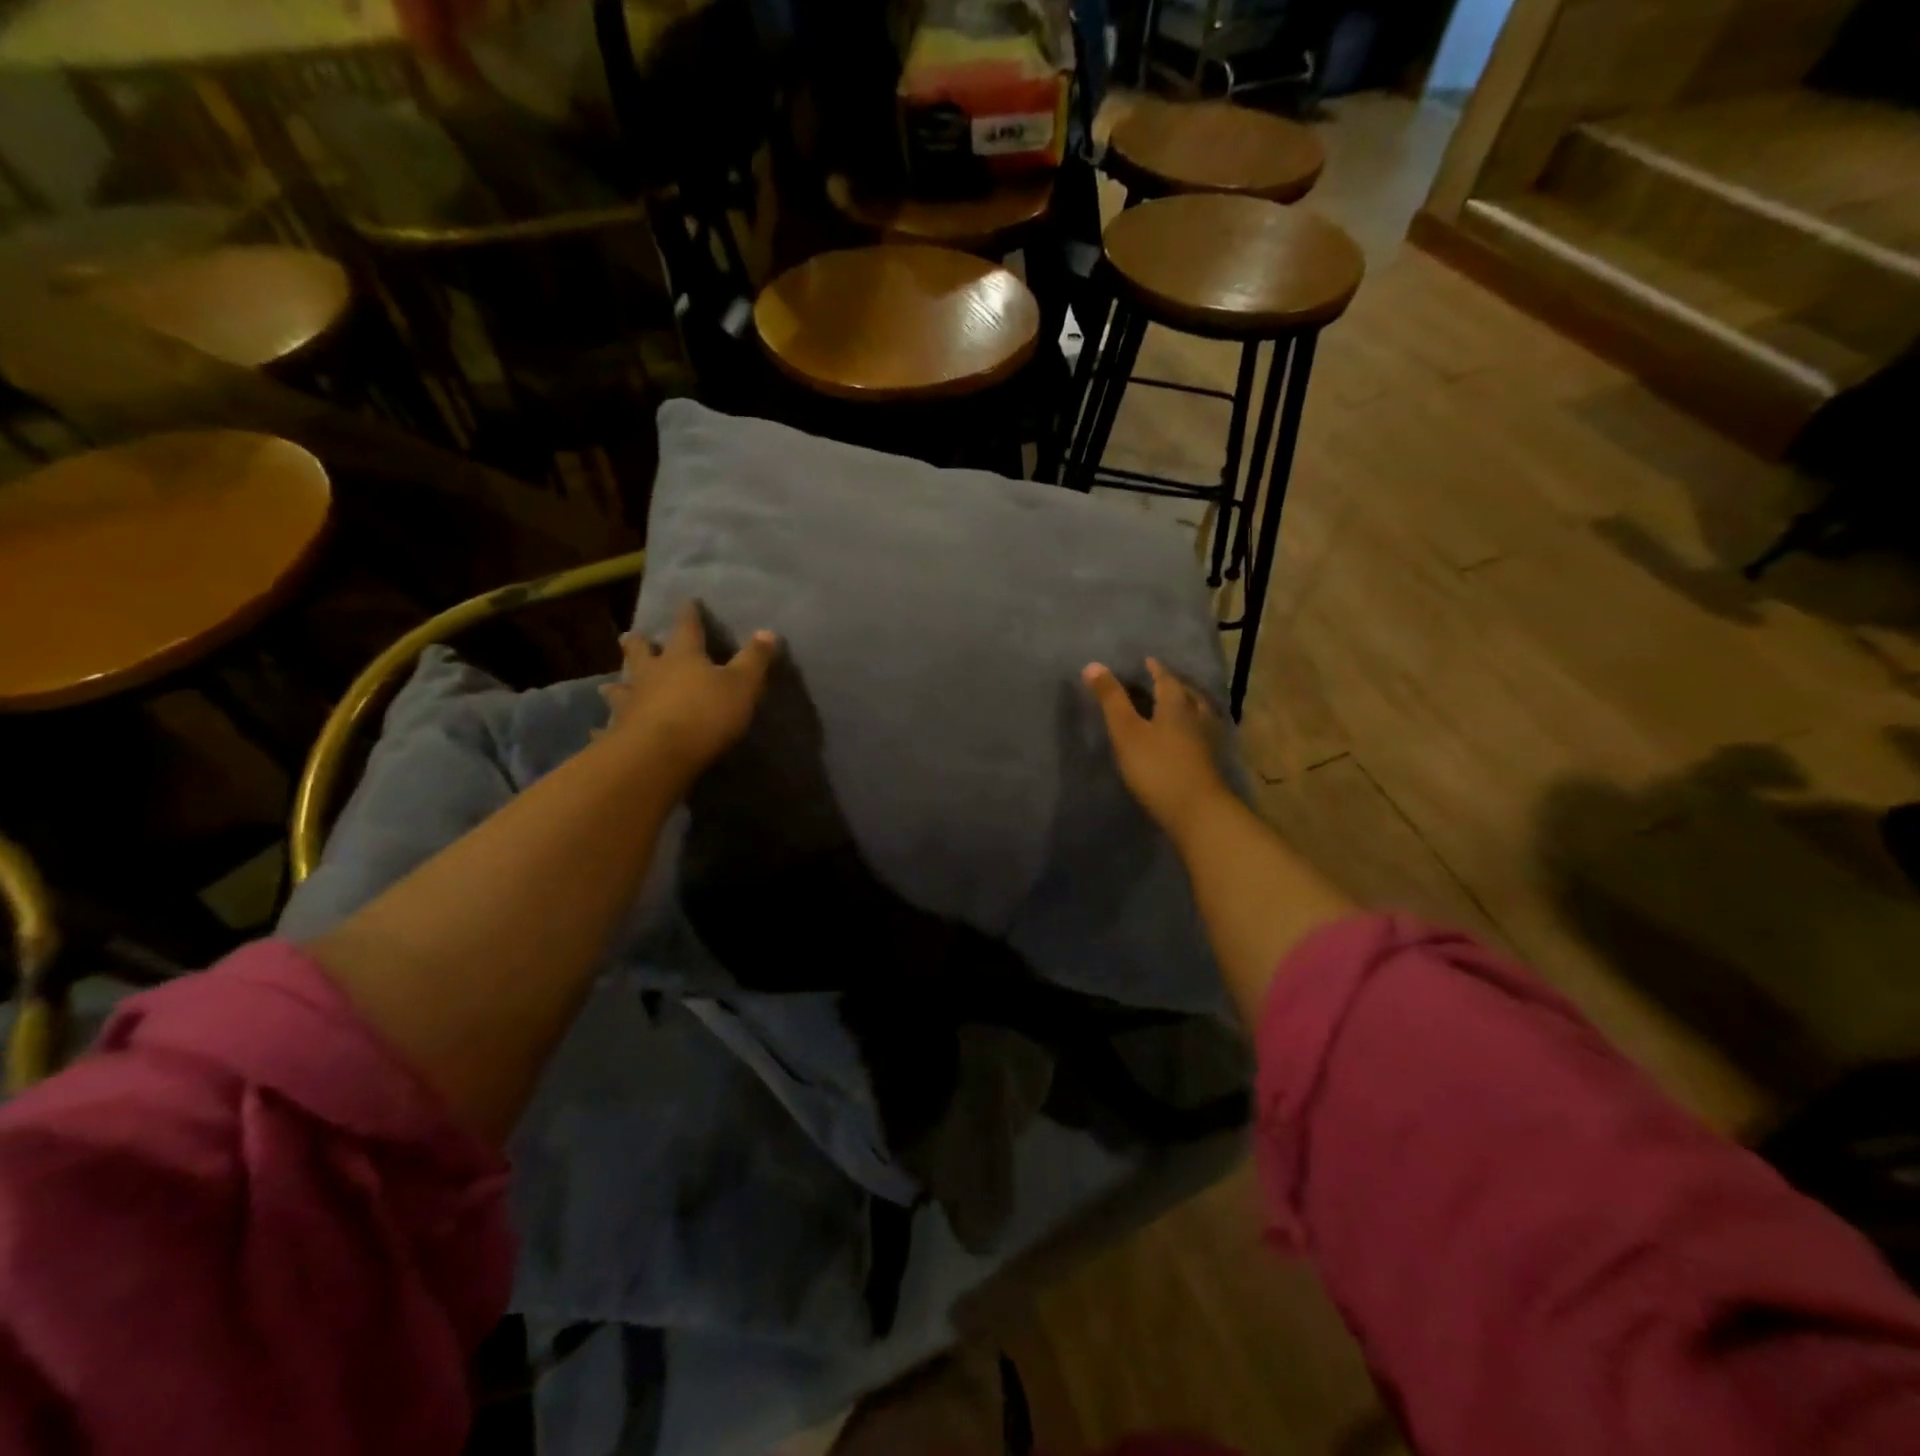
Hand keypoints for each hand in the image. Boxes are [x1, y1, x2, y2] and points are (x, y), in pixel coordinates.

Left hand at [599, 602, 778, 786]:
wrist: (659, 754)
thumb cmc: (706, 714)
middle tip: (629, 635)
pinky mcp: (618, 733)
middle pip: (642, 654)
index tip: (688, 601)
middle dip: (639, 644)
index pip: (687, 629)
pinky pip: (608, 729)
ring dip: (617, 686)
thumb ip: (755, 660)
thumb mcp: (742, 685)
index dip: (689, 615)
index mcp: (683, 658)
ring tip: (608, 685)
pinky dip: (603, 730)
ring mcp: (631, 703)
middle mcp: (651, 674)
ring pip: (621, 689)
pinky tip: (596, 733)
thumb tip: (768, 631)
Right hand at [1083, 657, 1231, 843]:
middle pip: (1187, 694)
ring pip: (1199, 713)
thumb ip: (1111, 700)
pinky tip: (1187, 737)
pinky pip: (1202, 734)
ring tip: (1177, 705)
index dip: (1155, 669)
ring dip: (1188, 705)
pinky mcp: (1210, 763)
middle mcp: (1196, 717)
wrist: (1196, 811)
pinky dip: (1192, 727)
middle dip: (1174, 685)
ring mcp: (1207, 741)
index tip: (1147, 661)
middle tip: (1161, 680)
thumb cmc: (1157, 767)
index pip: (1166, 679)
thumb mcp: (1126, 731)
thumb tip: (1092, 665)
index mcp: (1176, 705)